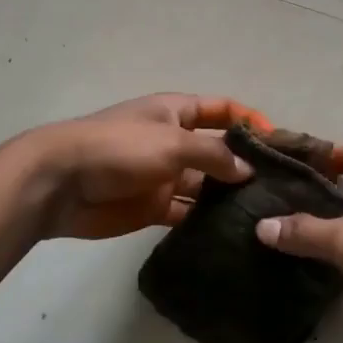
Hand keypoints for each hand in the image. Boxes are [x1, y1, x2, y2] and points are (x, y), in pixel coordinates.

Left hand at [26, 94, 270, 240]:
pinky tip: (233, 232)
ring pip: (205, 185)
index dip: (248, 120)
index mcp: (175, 112)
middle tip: (281, 186)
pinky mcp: (153, 207)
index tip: (278, 141)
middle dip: (244, 164)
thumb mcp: (171, 141)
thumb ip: (213, 154)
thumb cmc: (118, 148)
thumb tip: (247, 171)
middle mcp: (173, 141)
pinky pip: (186, 212)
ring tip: (265, 213)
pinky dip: (205, 220)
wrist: (61, 183)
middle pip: (217, 150)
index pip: (220, 109)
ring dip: (228, 196)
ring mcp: (163, 175)